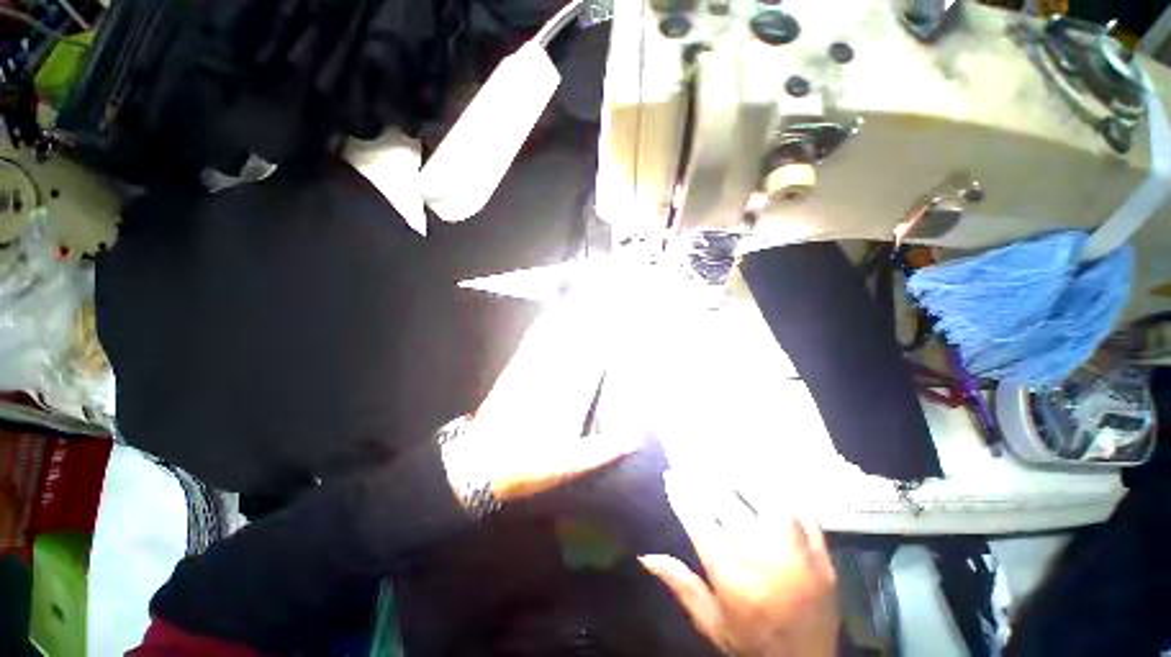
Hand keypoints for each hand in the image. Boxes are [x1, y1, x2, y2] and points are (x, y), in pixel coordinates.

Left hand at [460, 278, 641, 503]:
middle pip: (578, 339)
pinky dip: (546, 324)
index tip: (623, 318)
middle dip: (595, 315)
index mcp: (569, 397)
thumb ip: (603, 451)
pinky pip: (534, 341)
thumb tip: (636, 438)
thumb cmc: (528, 466)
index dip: (609, 336)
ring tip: (589, 294)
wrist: (479, 463)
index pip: (595, 358)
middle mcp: (553, 376)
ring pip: (557, 335)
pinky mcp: (516, 369)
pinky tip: (553, 313)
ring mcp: (532, 369)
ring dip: (574, 314)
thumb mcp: (569, 467)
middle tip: (611, 294)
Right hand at [639, 472, 838, 656]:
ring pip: (769, 504)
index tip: (670, 476)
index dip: (683, 496)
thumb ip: (681, 585)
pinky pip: (805, 516)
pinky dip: (785, 499)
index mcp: (735, 583)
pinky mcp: (824, 560)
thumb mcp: (711, 622)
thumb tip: (645, 555)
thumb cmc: (751, 645)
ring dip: (745, 483)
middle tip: (694, 465)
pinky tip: (770, 488)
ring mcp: (801, 560)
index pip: (702, 524)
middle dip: (708, 481)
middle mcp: (767, 565)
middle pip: (732, 507)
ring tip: (728, 468)